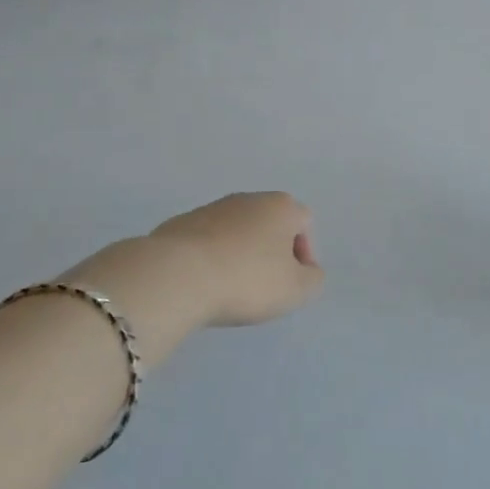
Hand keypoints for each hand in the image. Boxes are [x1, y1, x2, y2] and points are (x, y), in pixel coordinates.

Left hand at [145, 191, 322, 327]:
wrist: (176, 275)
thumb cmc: (246, 279)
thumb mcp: (296, 290)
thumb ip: (313, 279)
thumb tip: (307, 271)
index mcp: (281, 206)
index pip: (304, 223)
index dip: (304, 254)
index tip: (291, 283)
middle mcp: (249, 198)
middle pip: (270, 224)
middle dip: (271, 252)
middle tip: (264, 286)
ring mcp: (212, 208)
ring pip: (237, 231)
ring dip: (240, 254)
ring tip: (230, 288)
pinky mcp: (181, 224)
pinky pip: (207, 241)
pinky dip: (211, 258)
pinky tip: (203, 284)